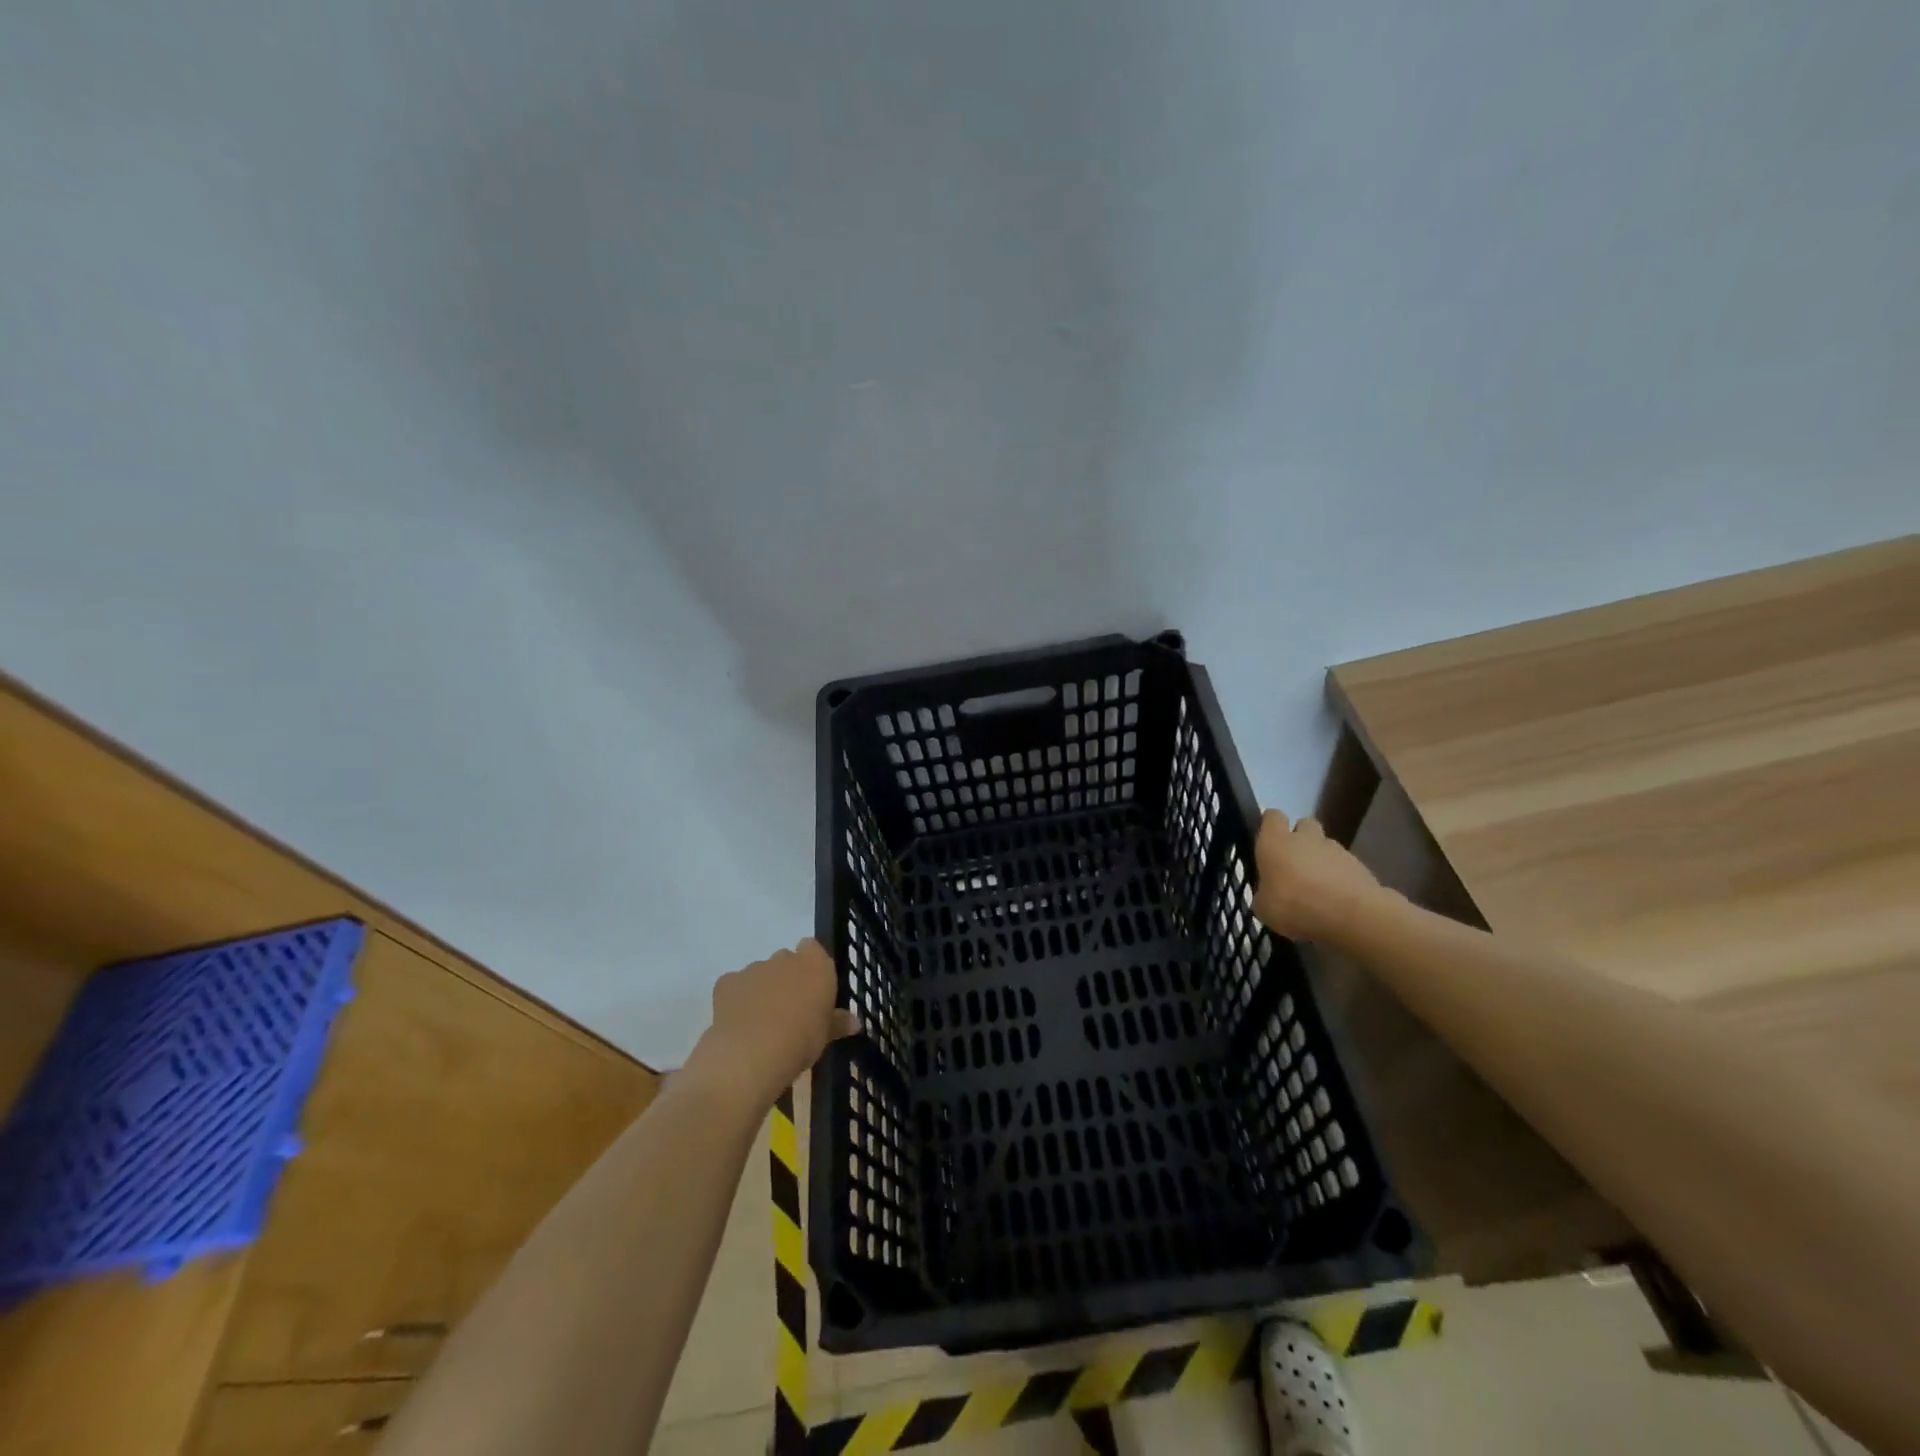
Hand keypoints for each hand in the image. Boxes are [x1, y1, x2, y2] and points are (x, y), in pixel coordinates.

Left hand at [686, 941, 858, 1111]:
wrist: (751, 1053)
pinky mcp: (727, 982)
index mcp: (815, 964)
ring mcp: (754, 968)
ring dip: (762, 990)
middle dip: (787, 979)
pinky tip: (739, 1023)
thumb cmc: (801, 1040)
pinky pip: (735, 986)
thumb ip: (838, 1022)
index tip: (813, 990)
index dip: (812, 967)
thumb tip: (855, 1022)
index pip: (813, 949)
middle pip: (786, 960)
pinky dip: (737, 999)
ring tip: (762, 1023)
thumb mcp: (826, 1036)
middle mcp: (784, 958)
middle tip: (790, 1010)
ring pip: (760, 973)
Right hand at [1252, 811, 1389, 945]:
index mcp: (1276, 842)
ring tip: (1317, 889)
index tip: (1266, 841)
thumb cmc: (1295, 906)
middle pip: (1303, 825)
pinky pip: (1343, 866)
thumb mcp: (1264, 908)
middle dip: (1299, 838)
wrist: (1352, 917)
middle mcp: (1305, 838)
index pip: (1272, 817)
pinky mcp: (1360, 866)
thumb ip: (1264, 894)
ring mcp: (1336, 850)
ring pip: (1325, 846)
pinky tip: (1336, 901)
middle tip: (1293, 864)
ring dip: (1320, 860)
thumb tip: (1268, 894)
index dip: (1269, 825)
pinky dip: (1339, 878)